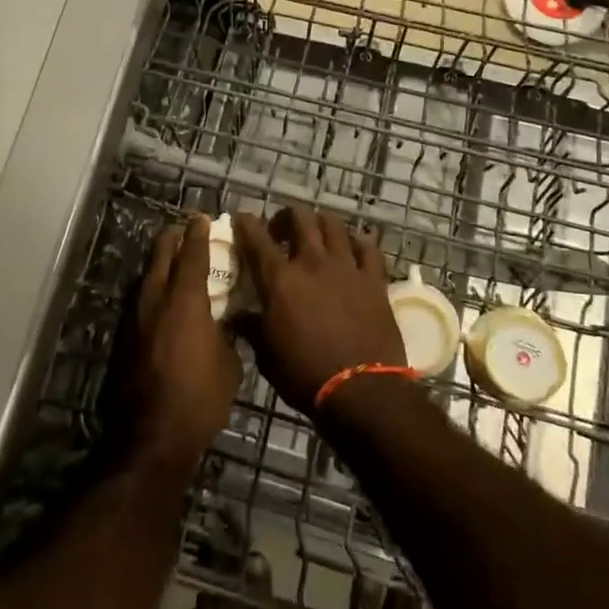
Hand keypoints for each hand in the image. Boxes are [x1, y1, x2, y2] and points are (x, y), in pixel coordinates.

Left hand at [133, 215, 240, 472]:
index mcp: (186, 301)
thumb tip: (223, 324)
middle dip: (172, 239)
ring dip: (159, 263)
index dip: (198, 234)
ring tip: (170, 258)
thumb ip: (226, 334)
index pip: (192, 255)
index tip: (202, 218)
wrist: (154, 435)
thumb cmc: (200, 397)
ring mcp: (137, 320)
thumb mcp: (229, 364)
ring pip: (147, 279)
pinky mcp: (127, 340)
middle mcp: (157, 301)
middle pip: (161, 257)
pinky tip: (161, 298)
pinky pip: (142, 302)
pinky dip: (153, 290)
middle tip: (182, 229)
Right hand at [230, 206, 405, 414]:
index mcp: (280, 279)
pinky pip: (368, 247)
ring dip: (320, 223)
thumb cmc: (305, 375)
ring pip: (333, 224)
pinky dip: (357, 243)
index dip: (246, 224)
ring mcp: (346, 267)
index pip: (256, 238)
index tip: (242, 219)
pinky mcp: (373, 279)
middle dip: (286, 217)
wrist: (362, 391)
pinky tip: (352, 250)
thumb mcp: (266, 356)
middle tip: (281, 232)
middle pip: (299, 218)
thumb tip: (235, 316)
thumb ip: (251, 328)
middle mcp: (312, 262)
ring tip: (316, 235)